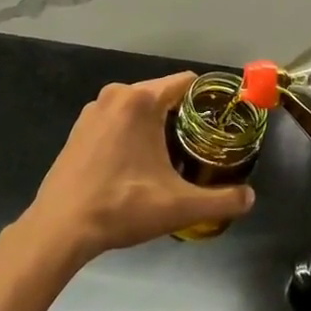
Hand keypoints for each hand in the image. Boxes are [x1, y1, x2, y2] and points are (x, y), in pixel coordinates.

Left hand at [23, 72, 254, 262]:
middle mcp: (116, 94)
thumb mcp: (178, 206)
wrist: (60, 228)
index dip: (207, 98)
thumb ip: (220, 200)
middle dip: (182, 116)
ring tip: (171, 157)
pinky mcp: (79, 129)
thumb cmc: (122, 206)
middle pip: (162, 94)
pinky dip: (131, 133)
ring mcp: (93, 110)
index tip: (222, 119)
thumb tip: (250, 198)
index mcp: (141, 100)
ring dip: (155, 125)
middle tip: (200, 145)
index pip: (185, 82)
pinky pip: (117, 120)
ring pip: (137, 108)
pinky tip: (136, 165)